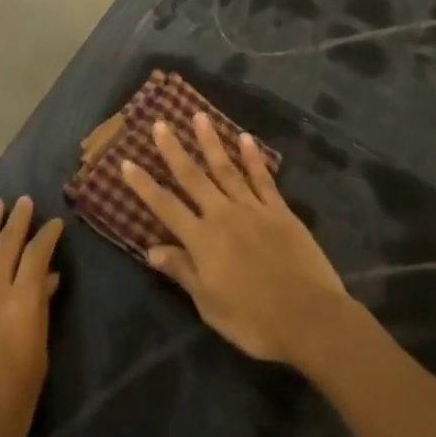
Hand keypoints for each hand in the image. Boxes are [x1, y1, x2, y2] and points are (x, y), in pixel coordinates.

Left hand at [0, 196, 63, 436]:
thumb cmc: (11, 410)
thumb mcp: (37, 360)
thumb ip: (41, 314)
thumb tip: (48, 281)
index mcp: (22, 304)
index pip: (37, 255)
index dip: (47, 235)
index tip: (55, 223)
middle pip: (6, 243)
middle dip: (17, 219)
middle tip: (24, 201)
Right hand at [121, 114, 352, 366]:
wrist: (309, 318)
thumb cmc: (254, 320)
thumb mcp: (209, 305)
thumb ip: (182, 271)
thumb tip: (151, 249)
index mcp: (202, 240)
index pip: (165, 206)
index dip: (144, 185)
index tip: (126, 162)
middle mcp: (222, 215)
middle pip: (193, 177)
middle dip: (174, 149)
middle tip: (160, 123)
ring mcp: (253, 209)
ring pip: (226, 168)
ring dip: (210, 142)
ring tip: (199, 116)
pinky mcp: (279, 211)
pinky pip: (262, 178)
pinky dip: (253, 157)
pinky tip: (245, 138)